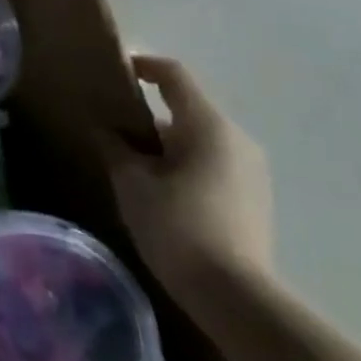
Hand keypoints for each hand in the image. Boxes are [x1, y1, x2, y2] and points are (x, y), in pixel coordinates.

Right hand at [103, 54, 273, 308]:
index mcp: (208, 127)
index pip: (174, 77)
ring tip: (130, 164)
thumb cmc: (176, 226)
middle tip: (110, 129)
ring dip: (164, 143)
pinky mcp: (254, 196)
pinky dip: (182, 163)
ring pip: (198, 139)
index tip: (116, 70)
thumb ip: (116, 147)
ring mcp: (251, 169)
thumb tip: (105, 128)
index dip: (144, 66)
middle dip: (147, 116)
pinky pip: (211, 162)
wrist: (233, 294)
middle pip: (186, 110)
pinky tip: (159, 190)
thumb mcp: (132, 183)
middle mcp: (237, 139)